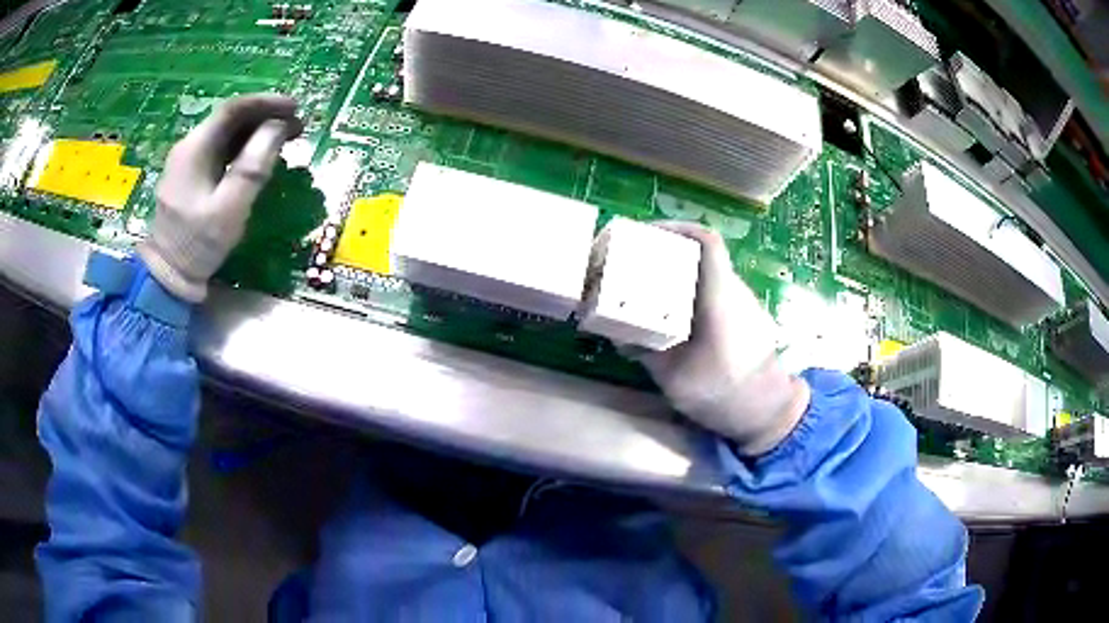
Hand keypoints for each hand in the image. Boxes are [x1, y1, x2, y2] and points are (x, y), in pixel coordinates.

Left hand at [139, 94, 303, 301]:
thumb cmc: (198, 244)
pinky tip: (259, 156)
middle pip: (230, 118)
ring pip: (226, 134)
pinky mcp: (190, 176)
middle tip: (297, 126)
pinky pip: (220, 150)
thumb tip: (278, 128)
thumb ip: (253, 167)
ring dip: (256, 131)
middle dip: (264, 116)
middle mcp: (189, 146)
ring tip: (285, 139)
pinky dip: (243, 147)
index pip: (233, 109)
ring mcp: (187, 161)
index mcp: (195, 148)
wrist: (167, 276)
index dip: (266, 103)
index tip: (295, 109)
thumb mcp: (229, 209)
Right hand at [631, 222, 810, 455]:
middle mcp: (734, 291)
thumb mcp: (674, 377)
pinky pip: (713, 291)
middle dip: (667, 250)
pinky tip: (672, 313)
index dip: (678, 228)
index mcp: (720, 298)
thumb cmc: (723, 393)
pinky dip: (690, 291)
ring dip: (678, 272)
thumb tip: (616, 332)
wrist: (768, 412)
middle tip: (635, 261)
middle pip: (702, 254)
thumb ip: (645, 350)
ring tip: (647, 286)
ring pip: (707, 272)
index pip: (707, 242)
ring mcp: (742, 302)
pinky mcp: (743, 316)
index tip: (647, 233)